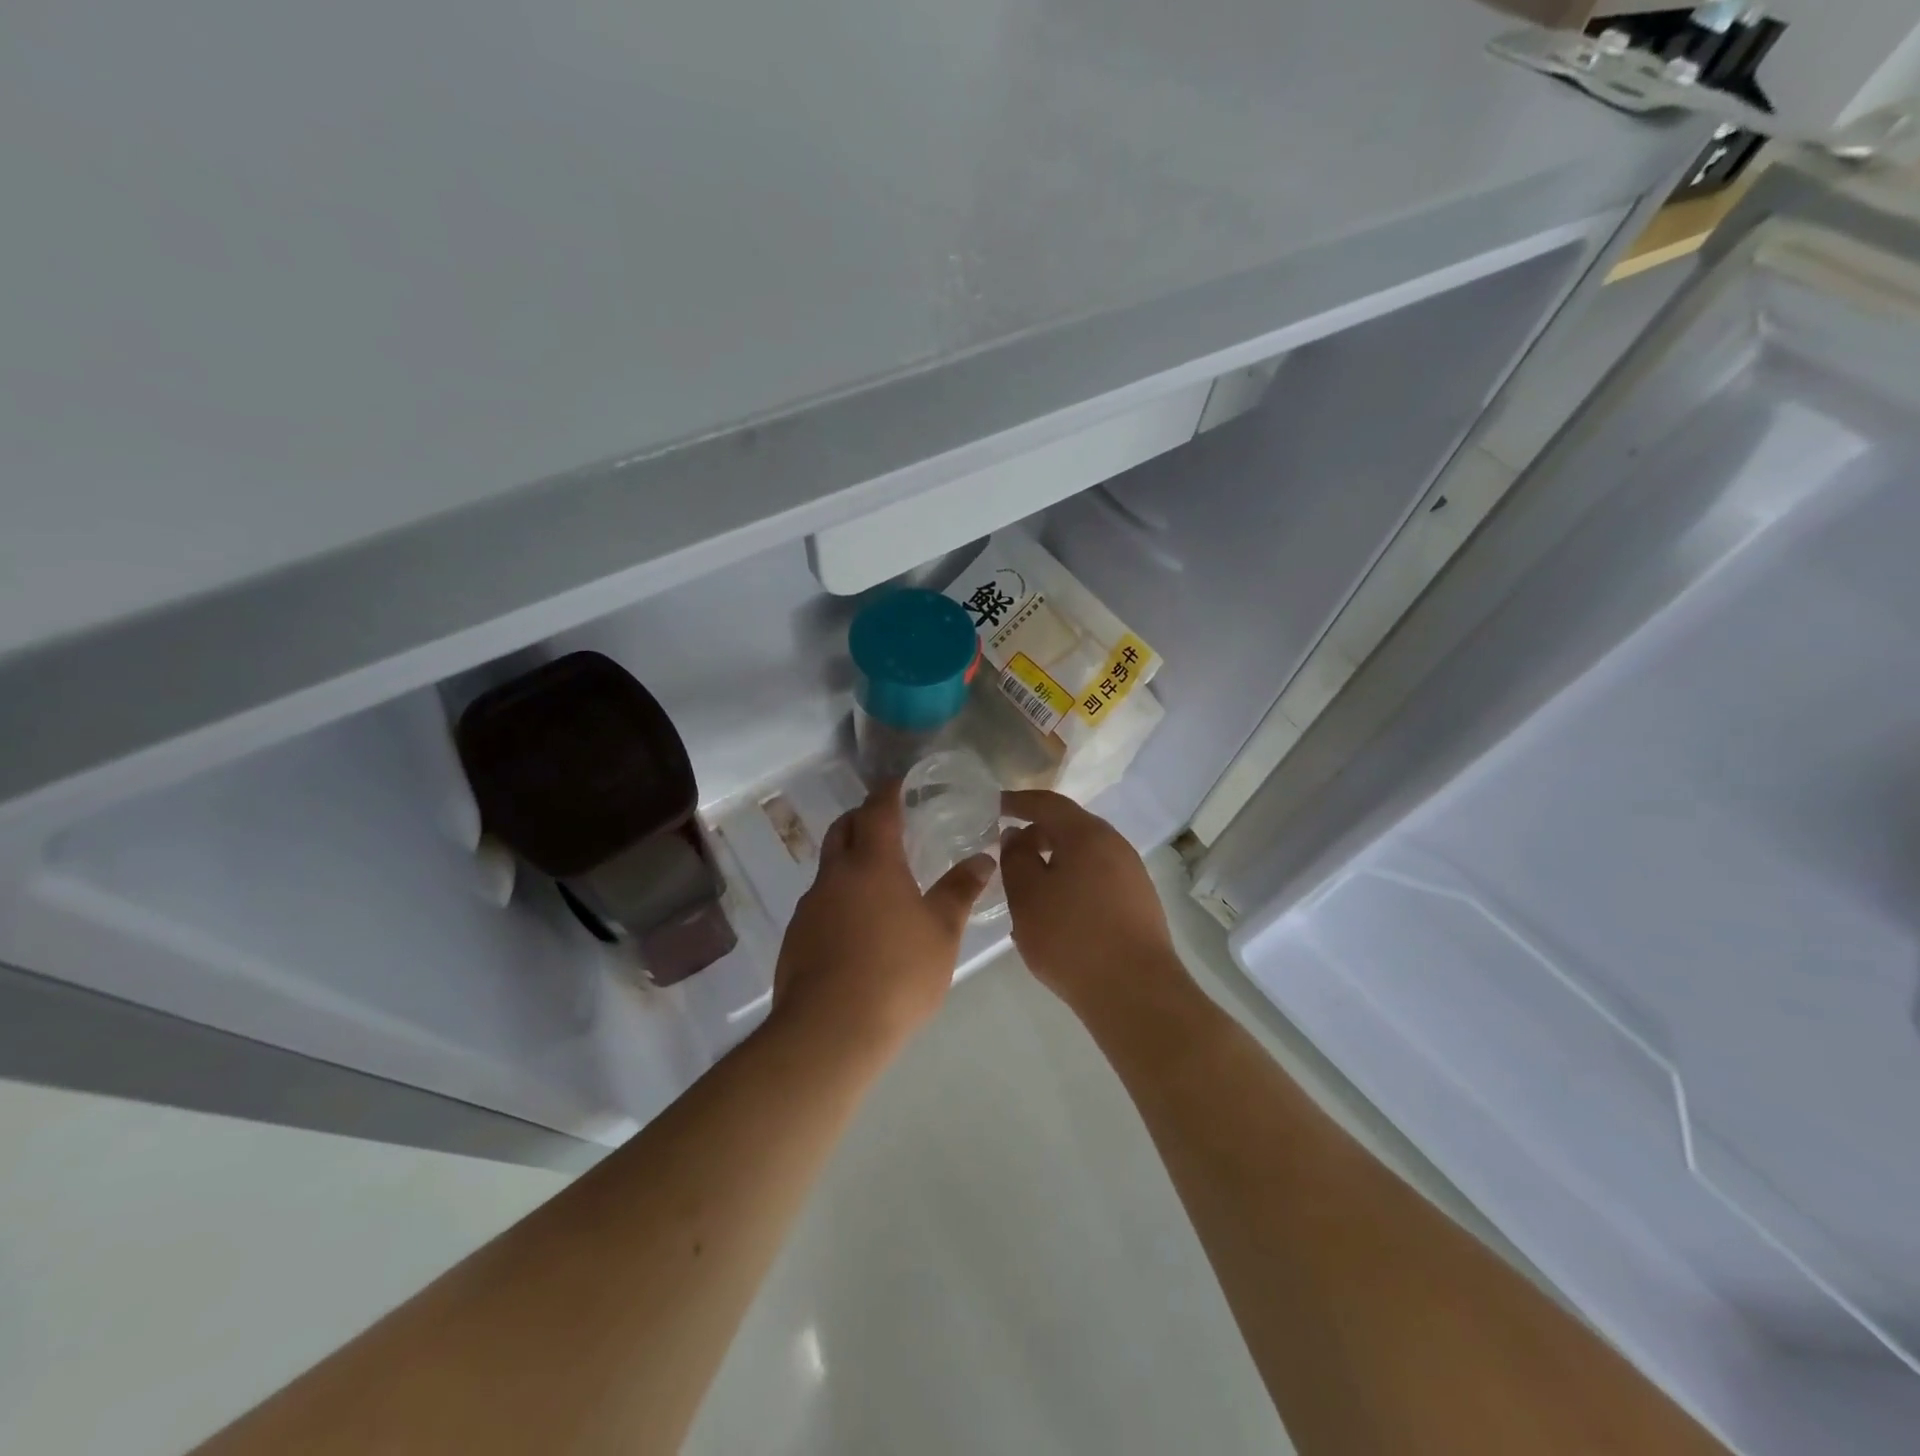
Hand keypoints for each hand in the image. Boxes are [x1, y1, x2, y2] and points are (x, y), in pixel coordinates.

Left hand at [769, 781, 993, 1060]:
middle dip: (862, 818)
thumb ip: (960, 891)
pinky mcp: (796, 936)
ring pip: (829, 867)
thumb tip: (983, 859)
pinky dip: (840, 898)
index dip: (889, 791)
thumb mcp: (941, 932)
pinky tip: (859, 928)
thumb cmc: (897, 973)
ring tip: (880, 882)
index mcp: (873, 863)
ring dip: (850, 862)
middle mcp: (835, 875)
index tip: (900, 783)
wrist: (830, 1030)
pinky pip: (820, 902)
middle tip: (888, 824)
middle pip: (843, 829)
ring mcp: (810, 905)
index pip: (878, 809)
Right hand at [1000, 790, 1181, 1014]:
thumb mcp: (1027, 896)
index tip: (993, 807)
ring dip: (1055, 861)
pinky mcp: (1139, 902)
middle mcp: (1114, 845)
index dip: (1017, 801)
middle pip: (1069, 827)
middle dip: (1036, 833)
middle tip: (1007, 851)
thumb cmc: (1071, 937)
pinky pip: (1097, 877)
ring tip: (1027, 884)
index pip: (1047, 803)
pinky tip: (1057, 910)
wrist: (1135, 991)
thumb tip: (1017, 835)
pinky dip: (1072, 881)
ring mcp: (1131, 873)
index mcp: (1087, 834)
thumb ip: (1016, 858)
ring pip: (1084, 855)